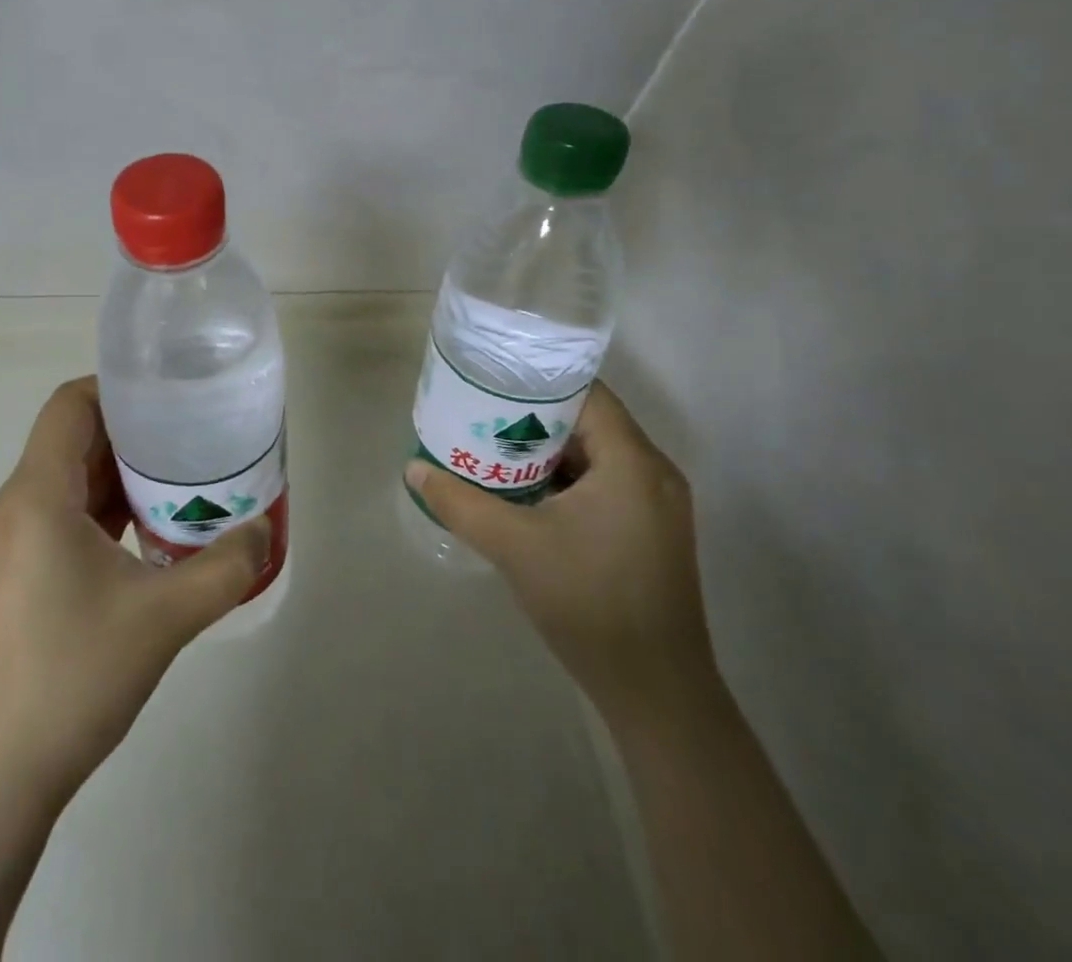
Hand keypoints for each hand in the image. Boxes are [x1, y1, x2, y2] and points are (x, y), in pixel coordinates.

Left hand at [0, 376, 270, 797]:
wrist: (3, 770)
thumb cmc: (74, 674)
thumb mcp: (164, 617)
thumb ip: (224, 567)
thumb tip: (265, 531)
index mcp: (39, 494)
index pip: (70, 404)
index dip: (117, 387)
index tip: (170, 395)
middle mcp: (20, 505)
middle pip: (74, 436)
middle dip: (132, 428)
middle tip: (192, 431)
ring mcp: (18, 540)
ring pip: (72, 476)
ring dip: (123, 469)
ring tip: (183, 472)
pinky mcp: (24, 570)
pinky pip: (68, 512)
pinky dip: (109, 504)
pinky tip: (154, 525)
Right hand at [406, 381, 717, 719]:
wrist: (655, 691)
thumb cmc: (588, 602)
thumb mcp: (513, 546)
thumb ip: (460, 502)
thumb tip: (414, 470)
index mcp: (632, 462)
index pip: (586, 392)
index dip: (538, 381)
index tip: (492, 379)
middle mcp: (654, 472)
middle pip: (589, 421)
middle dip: (534, 417)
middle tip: (482, 414)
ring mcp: (657, 505)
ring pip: (596, 454)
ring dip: (548, 450)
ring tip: (494, 447)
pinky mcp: (651, 531)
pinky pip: (605, 483)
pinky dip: (566, 479)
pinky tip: (527, 493)